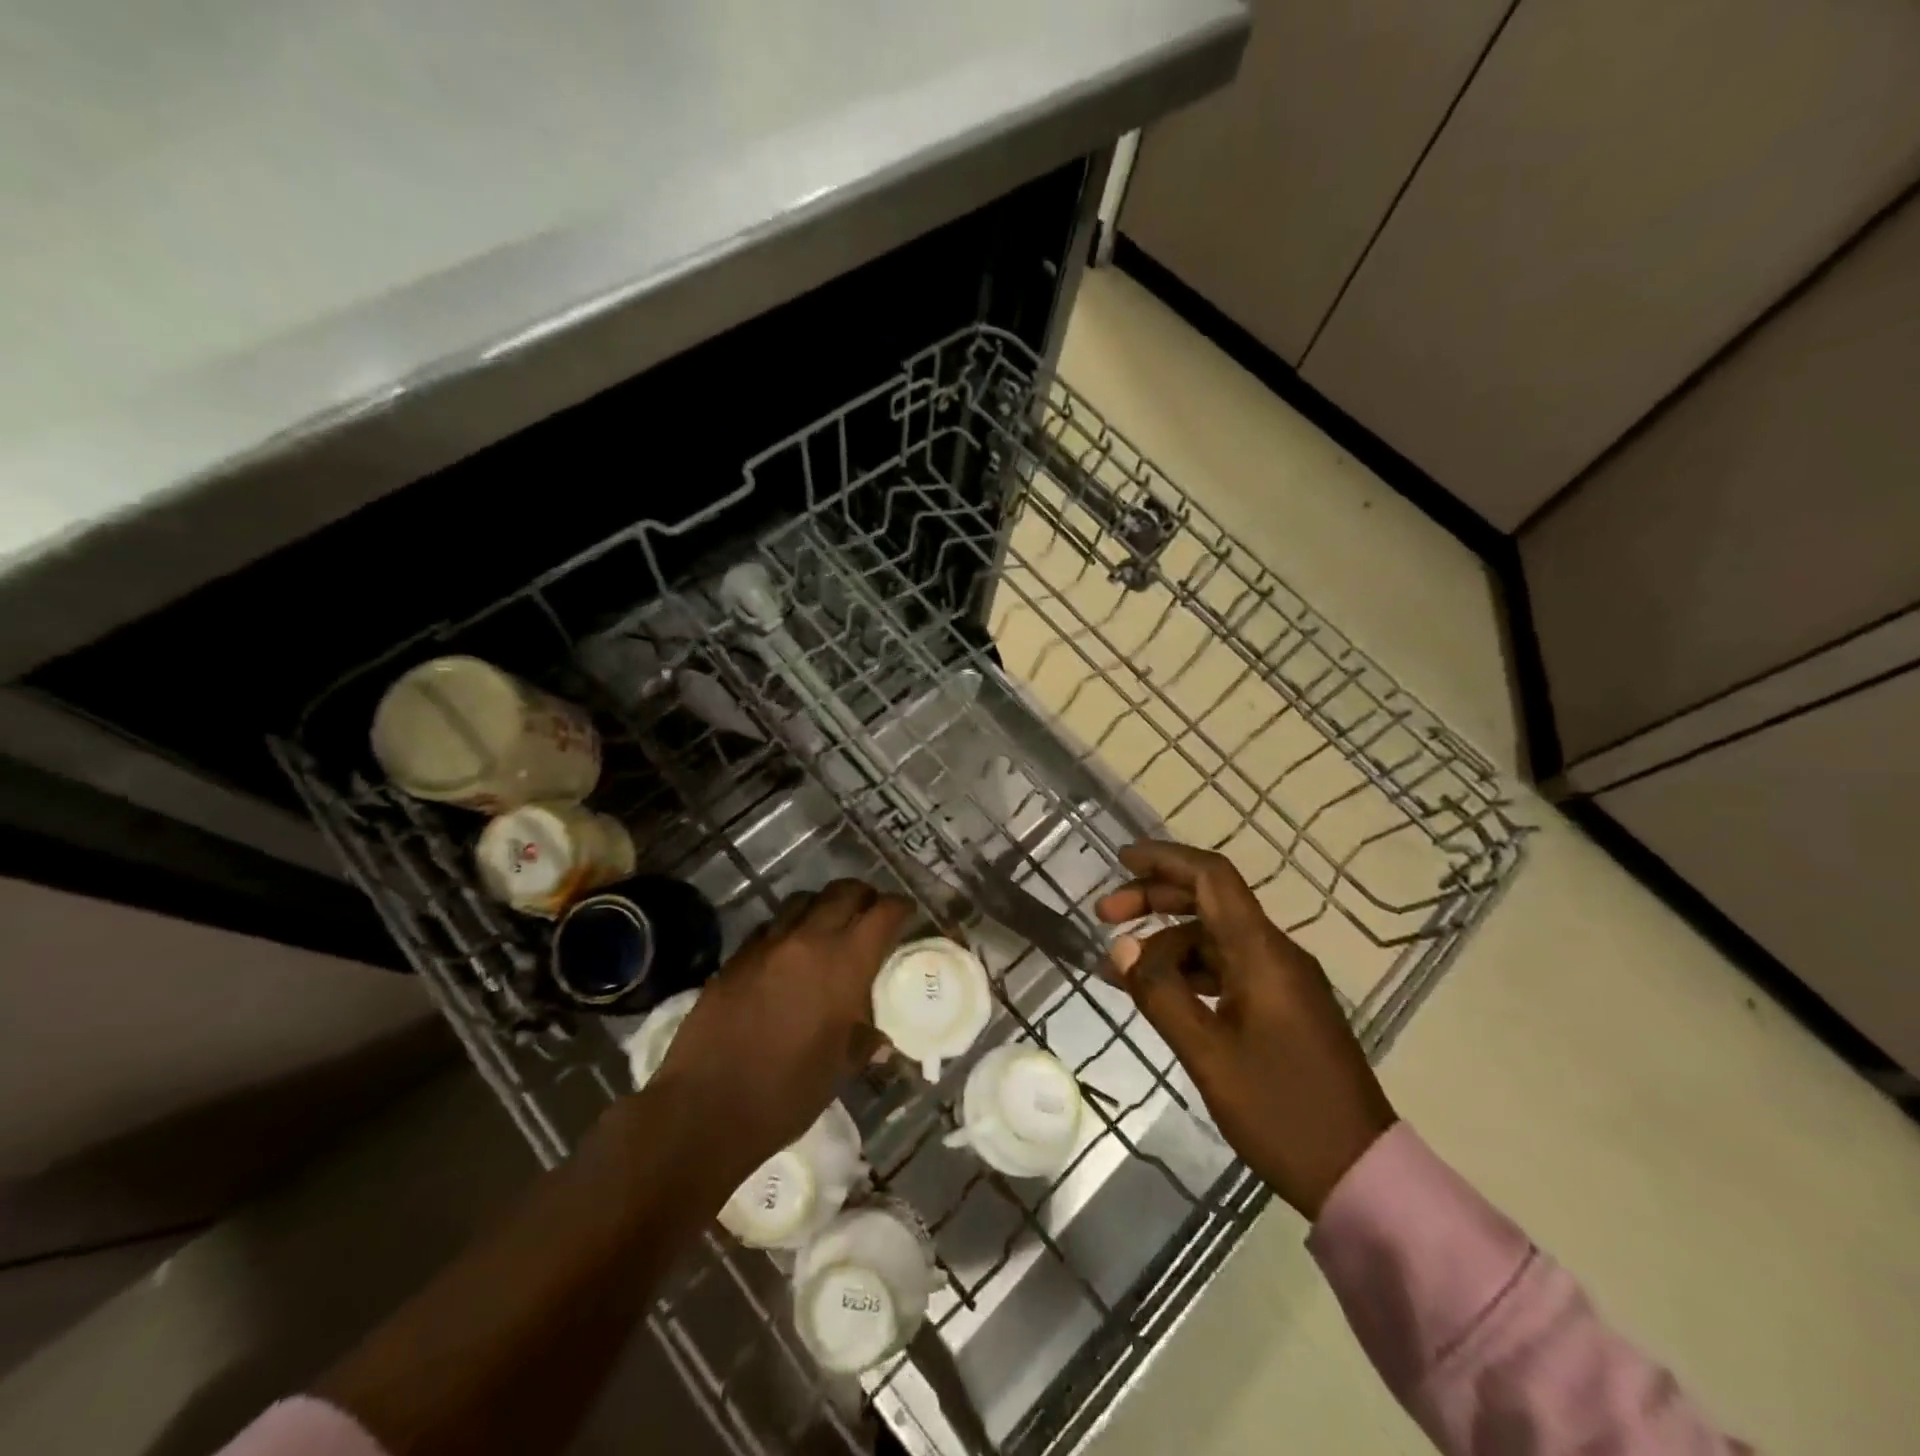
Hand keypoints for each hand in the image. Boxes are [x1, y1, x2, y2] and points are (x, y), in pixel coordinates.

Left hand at [653, 879, 911, 1179]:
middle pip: (844, 892)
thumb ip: (863, 1042)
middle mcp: (808, 941)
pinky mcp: (736, 958)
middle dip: (864, 897)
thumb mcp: (839, 1070)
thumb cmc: (786, 1094)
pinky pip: (770, 926)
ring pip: (803, 900)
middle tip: (871, 916)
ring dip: (824, 907)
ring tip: (829, 929)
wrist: (705, 1108)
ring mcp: (767, 945)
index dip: (900, 908)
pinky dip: (788, 929)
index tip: (907, 914)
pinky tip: (788, 955)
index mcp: (845, 964)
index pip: (883, 913)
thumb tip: (879, 1039)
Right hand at [1096, 840, 1396, 1219]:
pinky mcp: (1283, 1008)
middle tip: (1104, 914)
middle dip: (1155, 898)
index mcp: (1262, 953)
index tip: (1120, 859)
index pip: (1212, 877)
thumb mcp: (1208, 1054)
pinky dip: (1188, 971)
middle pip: (1209, 901)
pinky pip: (1227, 969)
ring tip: (1120, 968)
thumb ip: (1160, 993)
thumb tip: (1119, 946)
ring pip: (1215, 938)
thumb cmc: (1281, 1111)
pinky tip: (1159, 994)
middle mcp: (1275, 954)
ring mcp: (1282, 982)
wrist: (1359, 1174)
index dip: (1165, 859)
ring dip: (1167, 942)